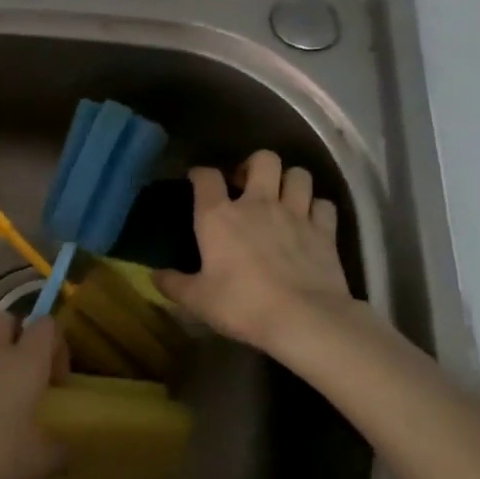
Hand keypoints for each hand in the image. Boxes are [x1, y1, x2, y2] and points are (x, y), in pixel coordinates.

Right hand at [154, 151, 360, 359]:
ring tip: (281, 198)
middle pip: (263, 159)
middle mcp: (257, 204)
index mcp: (219, 216)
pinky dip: (316, 208)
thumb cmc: (242, 305)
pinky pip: (324, 204)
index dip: (200, 174)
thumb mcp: (197, 300)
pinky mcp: (325, 231)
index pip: (206, 176)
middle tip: (247, 185)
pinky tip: (310, 221)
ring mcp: (296, 214)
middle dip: (254, 165)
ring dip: (289, 182)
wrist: (304, 320)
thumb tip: (154, 276)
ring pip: (299, 175)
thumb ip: (173, 284)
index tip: (196, 181)